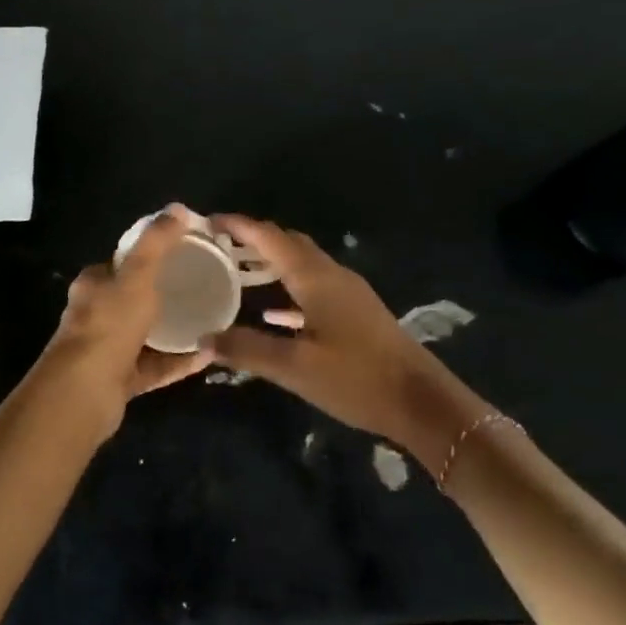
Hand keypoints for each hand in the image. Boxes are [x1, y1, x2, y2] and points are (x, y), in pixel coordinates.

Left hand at [34, 208, 212, 431]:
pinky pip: (155, 366)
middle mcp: (95, 316)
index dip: (146, 256)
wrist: (85, 391)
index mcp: (93, 286)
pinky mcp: (120, 380)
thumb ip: (157, 244)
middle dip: (161, 294)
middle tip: (199, 288)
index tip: (180, 253)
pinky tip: (208, 355)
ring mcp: (106, 351)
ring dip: (174, 330)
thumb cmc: (109, 325)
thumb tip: (177, 208)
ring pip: (144, 336)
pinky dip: (179, 361)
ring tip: (209, 321)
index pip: (119, 264)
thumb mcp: (137, 276)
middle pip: (131, 299)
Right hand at [210, 215, 463, 445]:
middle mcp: (332, 276)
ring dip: (270, 263)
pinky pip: (313, 290)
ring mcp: (348, 295)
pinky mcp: (356, 314)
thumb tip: (203, 339)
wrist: (421, 403)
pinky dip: (288, 291)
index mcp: (316, 278)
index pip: (270, 238)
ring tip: (237, 271)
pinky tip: (270, 313)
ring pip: (302, 265)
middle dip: (253, 239)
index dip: (239, 225)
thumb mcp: (295, 367)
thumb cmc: (357, 378)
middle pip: (288, 244)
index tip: (207, 221)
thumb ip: (247, 350)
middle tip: (218, 245)